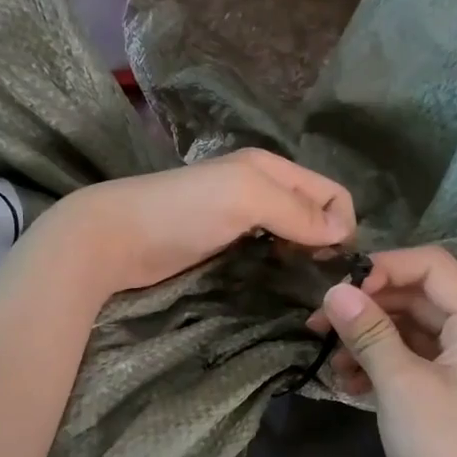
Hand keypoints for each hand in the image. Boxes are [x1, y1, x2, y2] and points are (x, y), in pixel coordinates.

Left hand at [50, 149, 355, 298]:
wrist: (113, 238)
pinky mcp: (222, 245)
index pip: (332, 193)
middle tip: (321, 283)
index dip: (343, 225)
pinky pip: (267, 252)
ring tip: (302, 287)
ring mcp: (239, 218)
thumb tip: (343, 232)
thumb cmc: (181, 212)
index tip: (335, 264)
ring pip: (292, 235)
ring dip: (304, 257)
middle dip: (326, 243)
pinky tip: (275, 282)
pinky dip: (279, 265)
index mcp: (271, 169)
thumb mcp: (245, 198)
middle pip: (314, 214)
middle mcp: (261, 189)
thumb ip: (296, 211)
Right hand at [310, 246, 456, 456]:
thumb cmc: (443, 449)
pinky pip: (413, 357)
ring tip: (331, 361)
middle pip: (419, 296)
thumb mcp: (401, 385)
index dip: (383, 268)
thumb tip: (334, 290)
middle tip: (319, 323)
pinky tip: (349, 382)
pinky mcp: (451, 387)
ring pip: (411, 328)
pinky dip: (380, 363)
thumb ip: (368, 332)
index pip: (433, 266)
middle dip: (368, 306)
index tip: (338, 289)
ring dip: (369, 337)